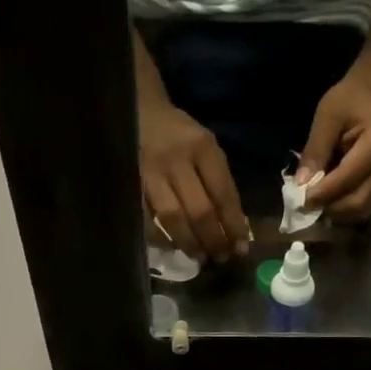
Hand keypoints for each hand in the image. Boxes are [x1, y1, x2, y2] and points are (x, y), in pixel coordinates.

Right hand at [139, 100, 249, 259]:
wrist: (139, 111)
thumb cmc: (179, 135)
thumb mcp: (206, 147)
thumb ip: (219, 182)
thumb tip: (236, 228)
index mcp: (202, 147)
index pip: (223, 194)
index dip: (234, 225)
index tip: (241, 249)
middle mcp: (177, 159)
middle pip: (199, 211)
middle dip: (213, 240)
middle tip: (221, 258)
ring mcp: (150, 173)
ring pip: (173, 218)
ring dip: (189, 243)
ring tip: (200, 257)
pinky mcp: (130, 184)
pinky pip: (146, 219)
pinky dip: (160, 238)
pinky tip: (171, 246)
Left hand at [299, 72, 370, 222]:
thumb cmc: (349, 100)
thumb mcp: (327, 117)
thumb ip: (315, 150)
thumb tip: (301, 185)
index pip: (348, 178)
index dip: (323, 193)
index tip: (300, 200)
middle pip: (358, 200)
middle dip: (330, 208)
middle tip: (306, 206)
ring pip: (362, 208)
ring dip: (336, 213)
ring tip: (317, 205)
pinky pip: (364, 206)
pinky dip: (345, 210)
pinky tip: (329, 202)